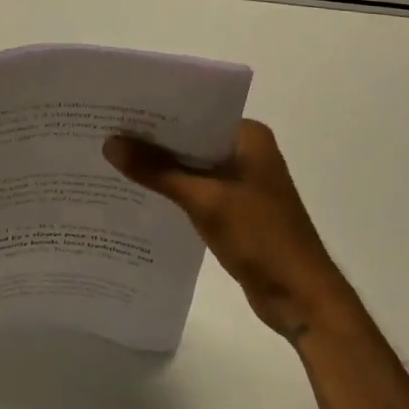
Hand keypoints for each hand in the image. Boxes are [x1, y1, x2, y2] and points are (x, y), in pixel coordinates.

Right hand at [104, 120, 336, 341]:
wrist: (302, 298)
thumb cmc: (260, 237)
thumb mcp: (204, 200)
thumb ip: (157, 171)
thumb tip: (110, 143)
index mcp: (248, 135)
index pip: (194, 111)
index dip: (156, 112)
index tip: (117, 109)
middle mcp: (246, 150)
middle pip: (190, 137)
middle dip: (153, 139)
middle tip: (106, 131)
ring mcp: (242, 180)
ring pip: (191, 163)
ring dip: (161, 165)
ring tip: (114, 158)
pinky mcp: (236, 207)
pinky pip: (197, 187)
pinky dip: (173, 188)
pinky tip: (139, 190)